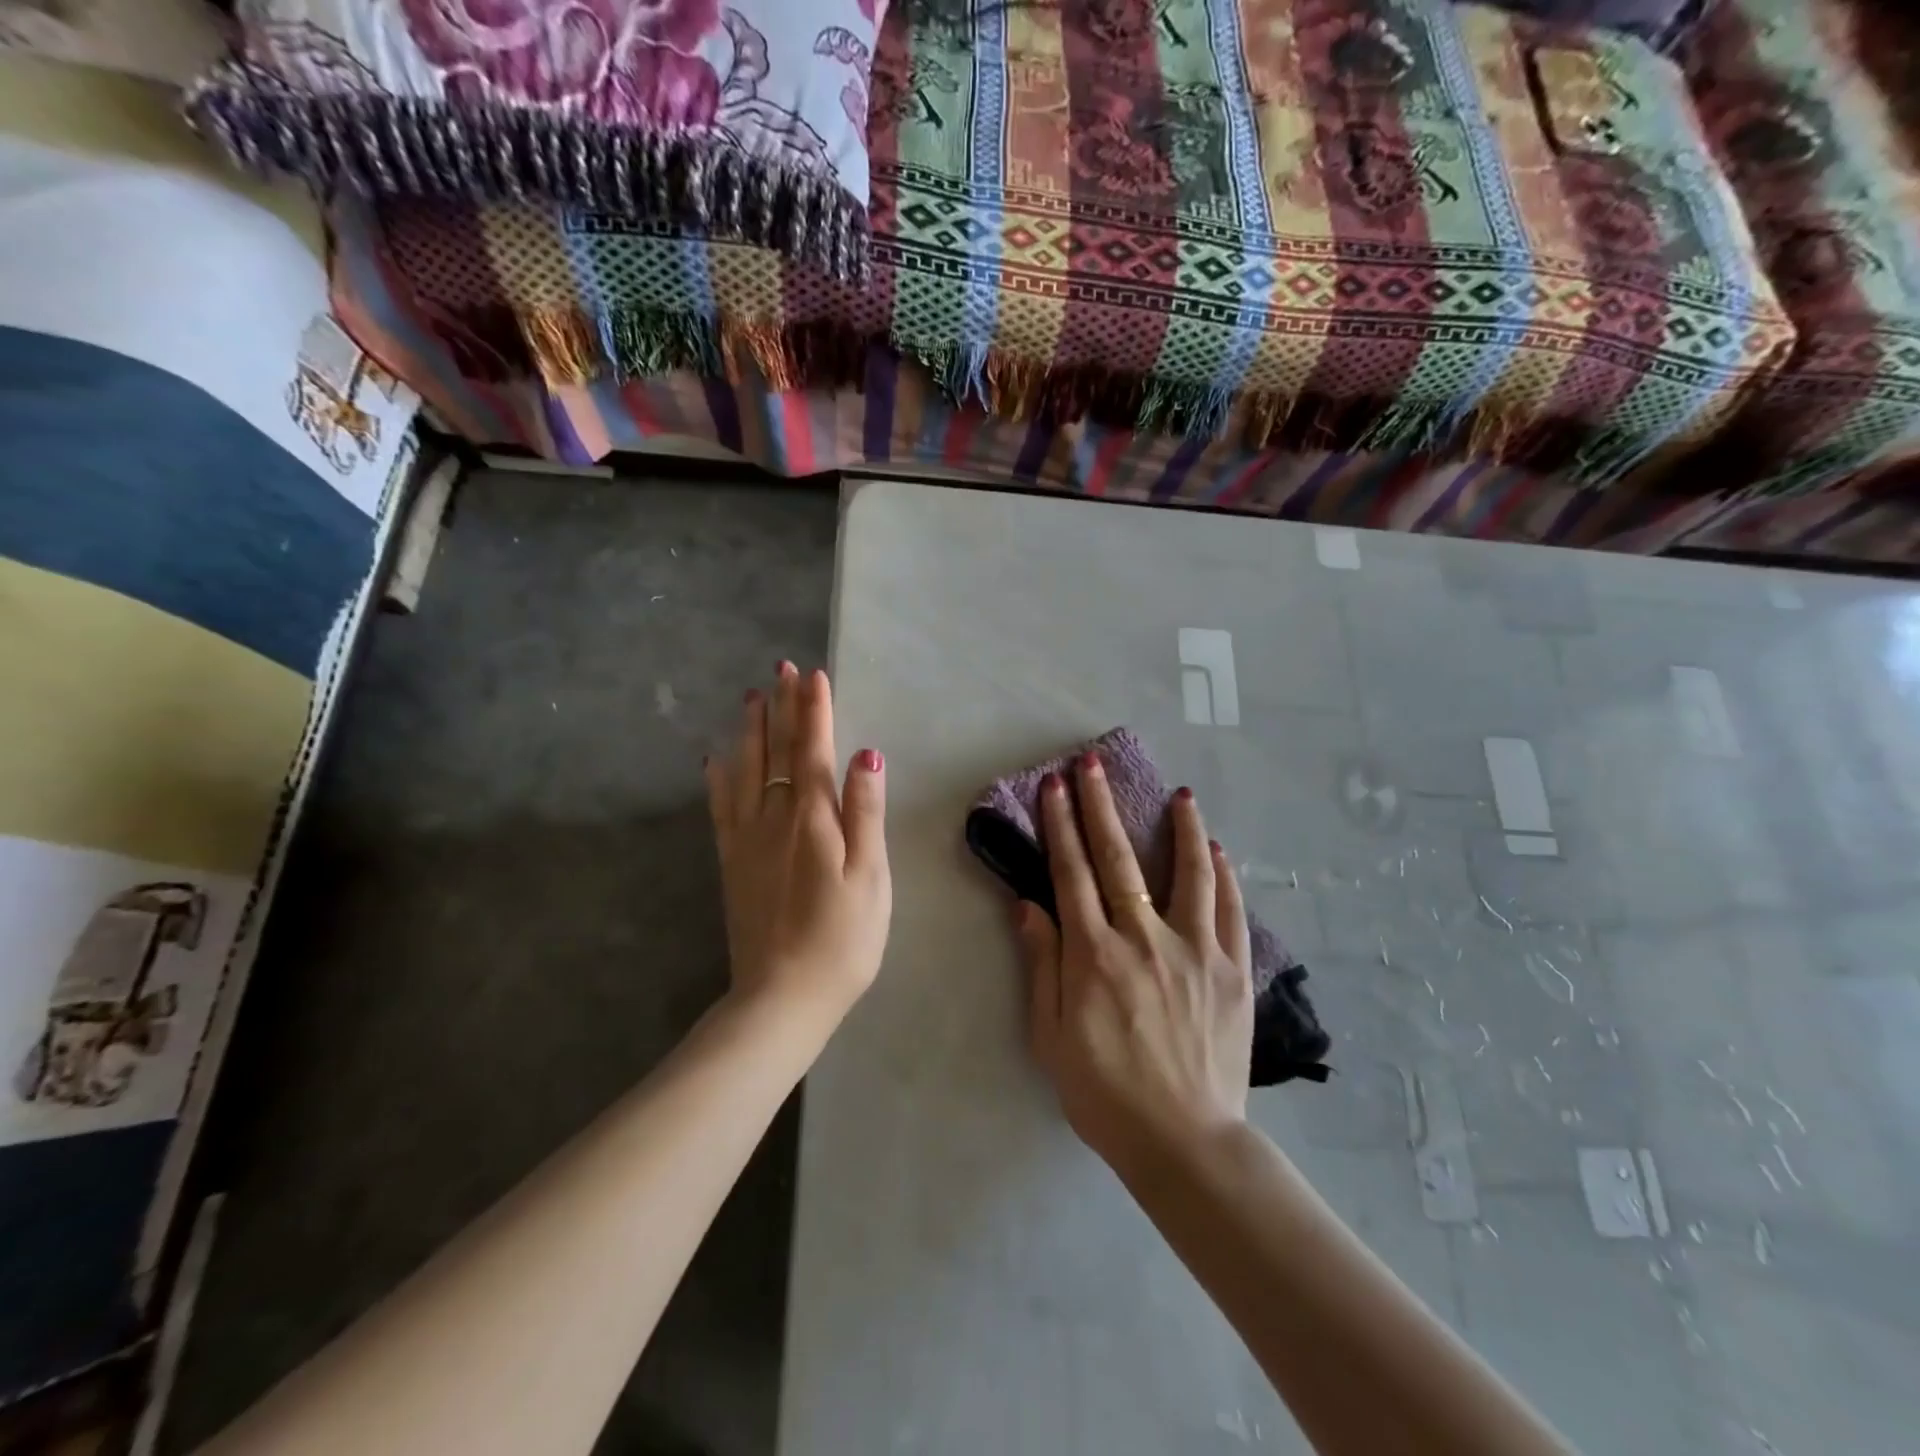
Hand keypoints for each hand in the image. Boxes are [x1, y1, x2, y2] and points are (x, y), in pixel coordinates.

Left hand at [705, 664, 890, 1026]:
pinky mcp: (731, 863)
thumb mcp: (871, 877)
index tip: (813, 675)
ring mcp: (746, 839)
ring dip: (750, 730)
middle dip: (781, 707)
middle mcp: (774, 817)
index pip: (812, 749)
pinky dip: (719, 777)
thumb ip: (865, 813)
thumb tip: (866, 754)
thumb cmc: (842, 939)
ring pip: (746, 770)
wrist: (782, 997)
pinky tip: (715, 759)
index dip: (814, 710)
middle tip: (780, 669)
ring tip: (751, 697)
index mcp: (813, 818)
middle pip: (776, 750)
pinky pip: (720, 807)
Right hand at [1013, 752, 1253, 1176]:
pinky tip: (1218, 850)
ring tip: (1180, 794)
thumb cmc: (1105, 1093)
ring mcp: (1195, 951)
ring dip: (1181, 828)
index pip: (1072, 873)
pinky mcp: (1233, 971)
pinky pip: (1229, 911)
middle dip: (1101, 806)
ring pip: (1188, 874)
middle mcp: (1144, 940)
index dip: (1060, 825)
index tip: (1055, 786)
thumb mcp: (1052, 1037)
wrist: (1185, 1143)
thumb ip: (1043, 965)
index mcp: (1095, 956)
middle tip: (1092, 764)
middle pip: (1119, 859)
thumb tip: (1028, 905)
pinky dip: (1223, 876)